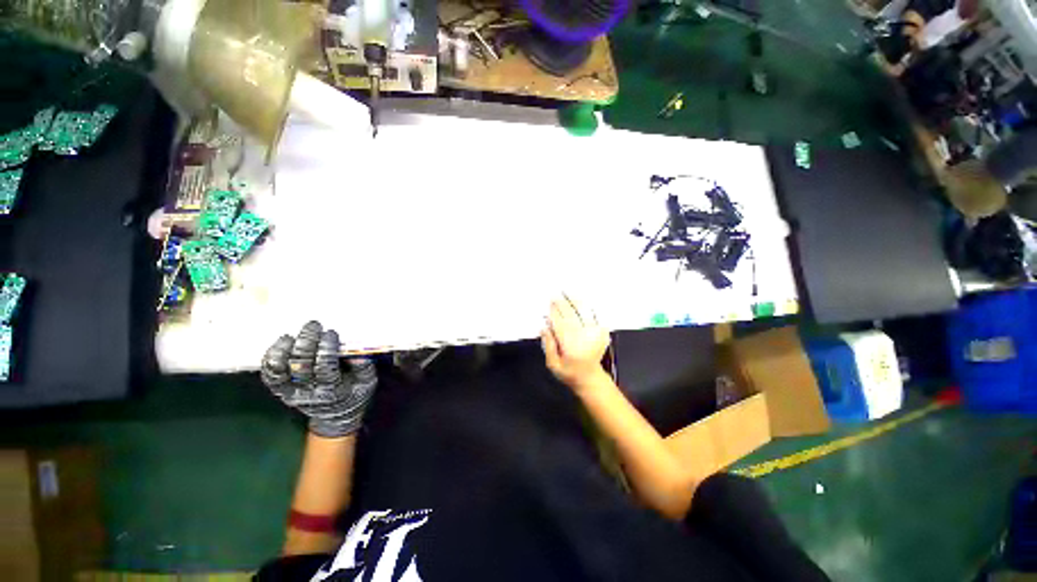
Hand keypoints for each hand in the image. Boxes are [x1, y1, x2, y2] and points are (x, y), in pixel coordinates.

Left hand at [261, 321, 376, 437]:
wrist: (336, 415)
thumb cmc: (355, 392)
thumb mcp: (367, 381)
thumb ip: (364, 366)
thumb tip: (357, 351)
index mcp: (332, 390)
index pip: (325, 367)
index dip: (326, 348)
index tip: (331, 333)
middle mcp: (308, 392)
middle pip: (301, 365)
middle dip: (306, 342)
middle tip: (313, 325)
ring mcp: (291, 392)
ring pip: (279, 370)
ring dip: (284, 350)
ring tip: (292, 335)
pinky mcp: (281, 389)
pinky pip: (270, 373)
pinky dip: (272, 357)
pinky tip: (281, 343)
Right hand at [541, 296, 610, 391]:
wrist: (590, 378)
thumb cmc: (569, 372)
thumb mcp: (552, 365)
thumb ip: (549, 345)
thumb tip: (544, 327)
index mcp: (570, 347)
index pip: (560, 324)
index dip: (554, 312)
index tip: (549, 302)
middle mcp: (584, 338)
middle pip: (571, 315)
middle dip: (563, 304)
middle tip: (556, 294)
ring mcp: (595, 334)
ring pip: (584, 313)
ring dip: (575, 301)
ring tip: (568, 292)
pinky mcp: (602, 332)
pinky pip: (595, 315)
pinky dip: (588, 306)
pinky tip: (581, 299)